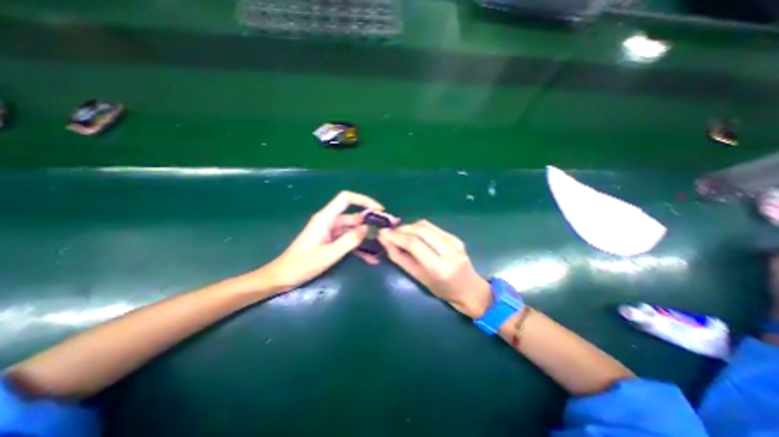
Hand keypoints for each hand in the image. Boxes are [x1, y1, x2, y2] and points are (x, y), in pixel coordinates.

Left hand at [261, 189, 382, 290]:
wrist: (283, 277)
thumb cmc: (302, 264)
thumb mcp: (329, 254)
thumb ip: (350, 240)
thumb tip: (367, 227)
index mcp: (326, 218)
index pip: (347, 198)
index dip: (364, 200)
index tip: (379, 211)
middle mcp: (330, 221)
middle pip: (354, 216)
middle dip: (371, 223)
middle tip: (387, 231)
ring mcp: (331, 232)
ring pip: (353, 231)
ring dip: (366, 239)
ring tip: (381, 249)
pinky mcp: (331, 242)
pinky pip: (348, 241)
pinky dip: (358, 248)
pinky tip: (370, 259)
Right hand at [379, 218, 492, 316]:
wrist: (470, 289)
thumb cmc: (442, 290)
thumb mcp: (418, 278)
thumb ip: (400, 258)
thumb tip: (385, 241)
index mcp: (439, 266)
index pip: (414, 243)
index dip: (396, 236)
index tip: (382, 233)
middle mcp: (449, 250)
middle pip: (420, 229)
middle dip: (401, 229)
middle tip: (390, 233)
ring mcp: (454, 241)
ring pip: (425, 224)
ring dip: (409, 227)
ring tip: (400, 234)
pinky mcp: (455, 236)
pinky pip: (432, 227)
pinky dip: (418, 228)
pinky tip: (413, 235)